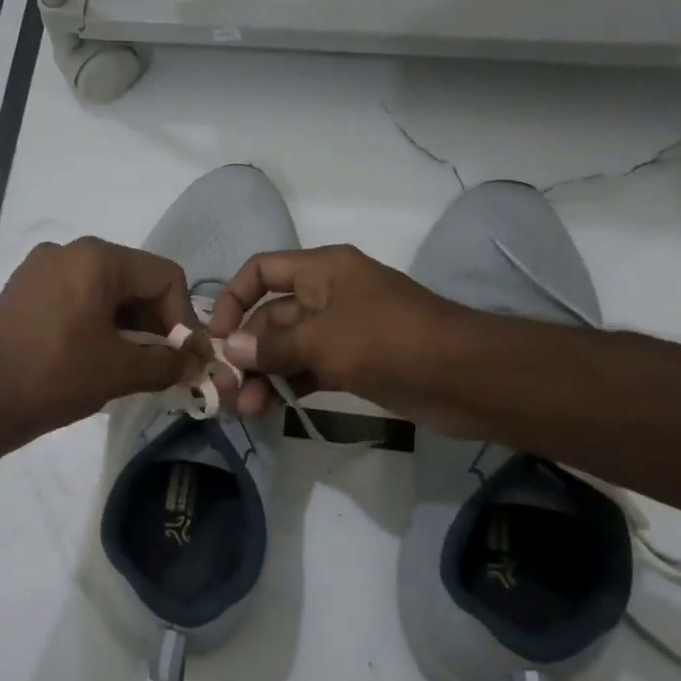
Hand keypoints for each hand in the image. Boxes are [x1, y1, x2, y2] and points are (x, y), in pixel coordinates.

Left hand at [0, 237, 212, 446]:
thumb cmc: (54, 378)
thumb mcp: (120, 371)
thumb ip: (167, 363)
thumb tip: (196, 363)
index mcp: (96, 258)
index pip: (164, 276)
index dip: (184, 317)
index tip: (187, 357)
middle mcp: (68, 251)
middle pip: (134, 279)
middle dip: (157, 322)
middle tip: (166, 363)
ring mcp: (40, 269)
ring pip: (104, 290)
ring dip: (129, 325)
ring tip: (136, 365)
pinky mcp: (23, 291)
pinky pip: (76, 297)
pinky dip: (98, 323)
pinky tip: (100, 356)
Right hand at [206, 244, 494, 431]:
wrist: (464, 377)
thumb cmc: (388, 341)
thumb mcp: (322, 340)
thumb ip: (271, 346)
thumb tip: (228, 350)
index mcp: (321, 270)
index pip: (261, 271)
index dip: (234, 299)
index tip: (216, 337)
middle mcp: (327, 294)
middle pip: (270, 316)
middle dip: (246, 351)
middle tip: (227, 390)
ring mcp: (342, 331)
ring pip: (288, 348)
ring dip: (264, 375)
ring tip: (246, 409)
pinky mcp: (354, 364)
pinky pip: (308, 370)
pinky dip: (288, 386)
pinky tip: (270, 409)